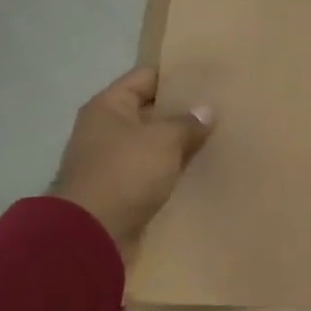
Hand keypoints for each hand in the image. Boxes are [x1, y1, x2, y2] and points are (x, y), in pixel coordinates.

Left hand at [50, 66, 213, 262]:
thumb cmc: (125, 173)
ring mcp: (112, 160)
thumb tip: (206, 111)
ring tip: (215, 137)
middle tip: (219, 108)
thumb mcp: (163, 140)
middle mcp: (106, 128)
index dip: (177, 76)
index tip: (208, 78)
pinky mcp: (120, 188)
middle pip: (150, 110)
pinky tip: (199, 167)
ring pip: (153, 142)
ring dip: (179, 142)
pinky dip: (172, 168)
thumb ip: (188, 122)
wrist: (91, 234)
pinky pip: (152, 169)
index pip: (146, 77)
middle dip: (182, 111)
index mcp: (108, 106)